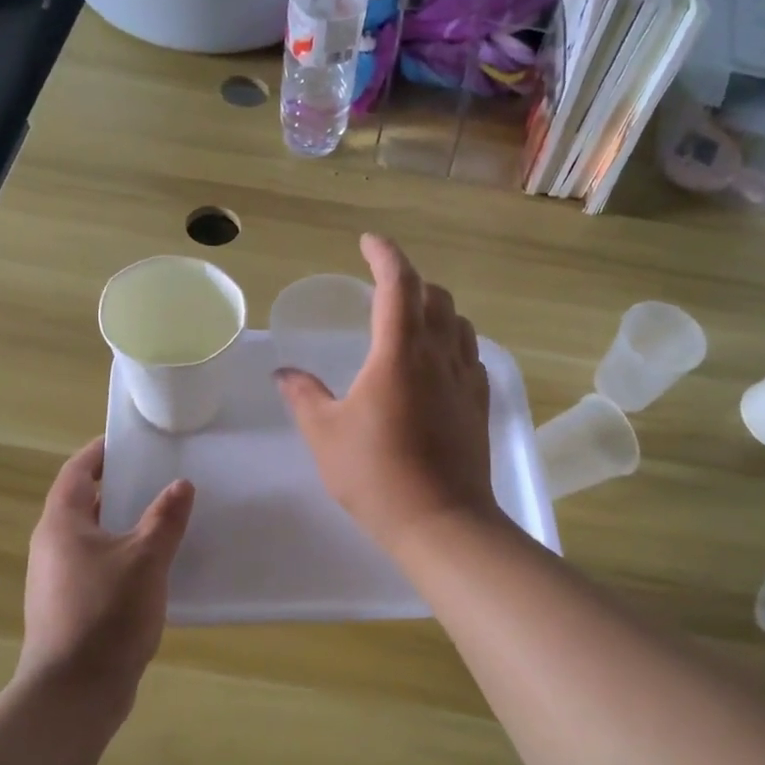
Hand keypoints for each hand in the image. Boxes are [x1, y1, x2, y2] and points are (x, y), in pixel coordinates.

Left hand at [20, 439, 193, 709]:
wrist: (73, 694)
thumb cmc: (106, 615)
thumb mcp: (145, 560)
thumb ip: (165, 519)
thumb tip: (181, 484)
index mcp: (62, 524)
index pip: (77, 471)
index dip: (101, 452)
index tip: (132, 441)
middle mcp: (53, 546)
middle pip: (85, 502)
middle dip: (120, 486)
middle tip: (160, 475)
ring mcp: (59, 579)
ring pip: (94, 536)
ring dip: (125, 523)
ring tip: (166, 516)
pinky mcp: (70, 606)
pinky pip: (98, 565)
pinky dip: (124, 554)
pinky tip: (155, 565)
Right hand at [276, 234, 499, 554]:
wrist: (442, 522)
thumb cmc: (376, 476)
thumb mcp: (326, 436)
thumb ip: (304, 397)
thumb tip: (284, 374)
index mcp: (399, 353)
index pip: (398, 284)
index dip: (384, 255)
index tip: (368, 242)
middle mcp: (439, 355)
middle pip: (434, 296)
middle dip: (410, 281)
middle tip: (384, 288)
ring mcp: (465, 379)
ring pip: (459, 323)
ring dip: (435, 308)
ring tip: (412, 320)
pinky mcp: (479, 404)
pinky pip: (470, 354)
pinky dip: (453, 341)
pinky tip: (438, 362)